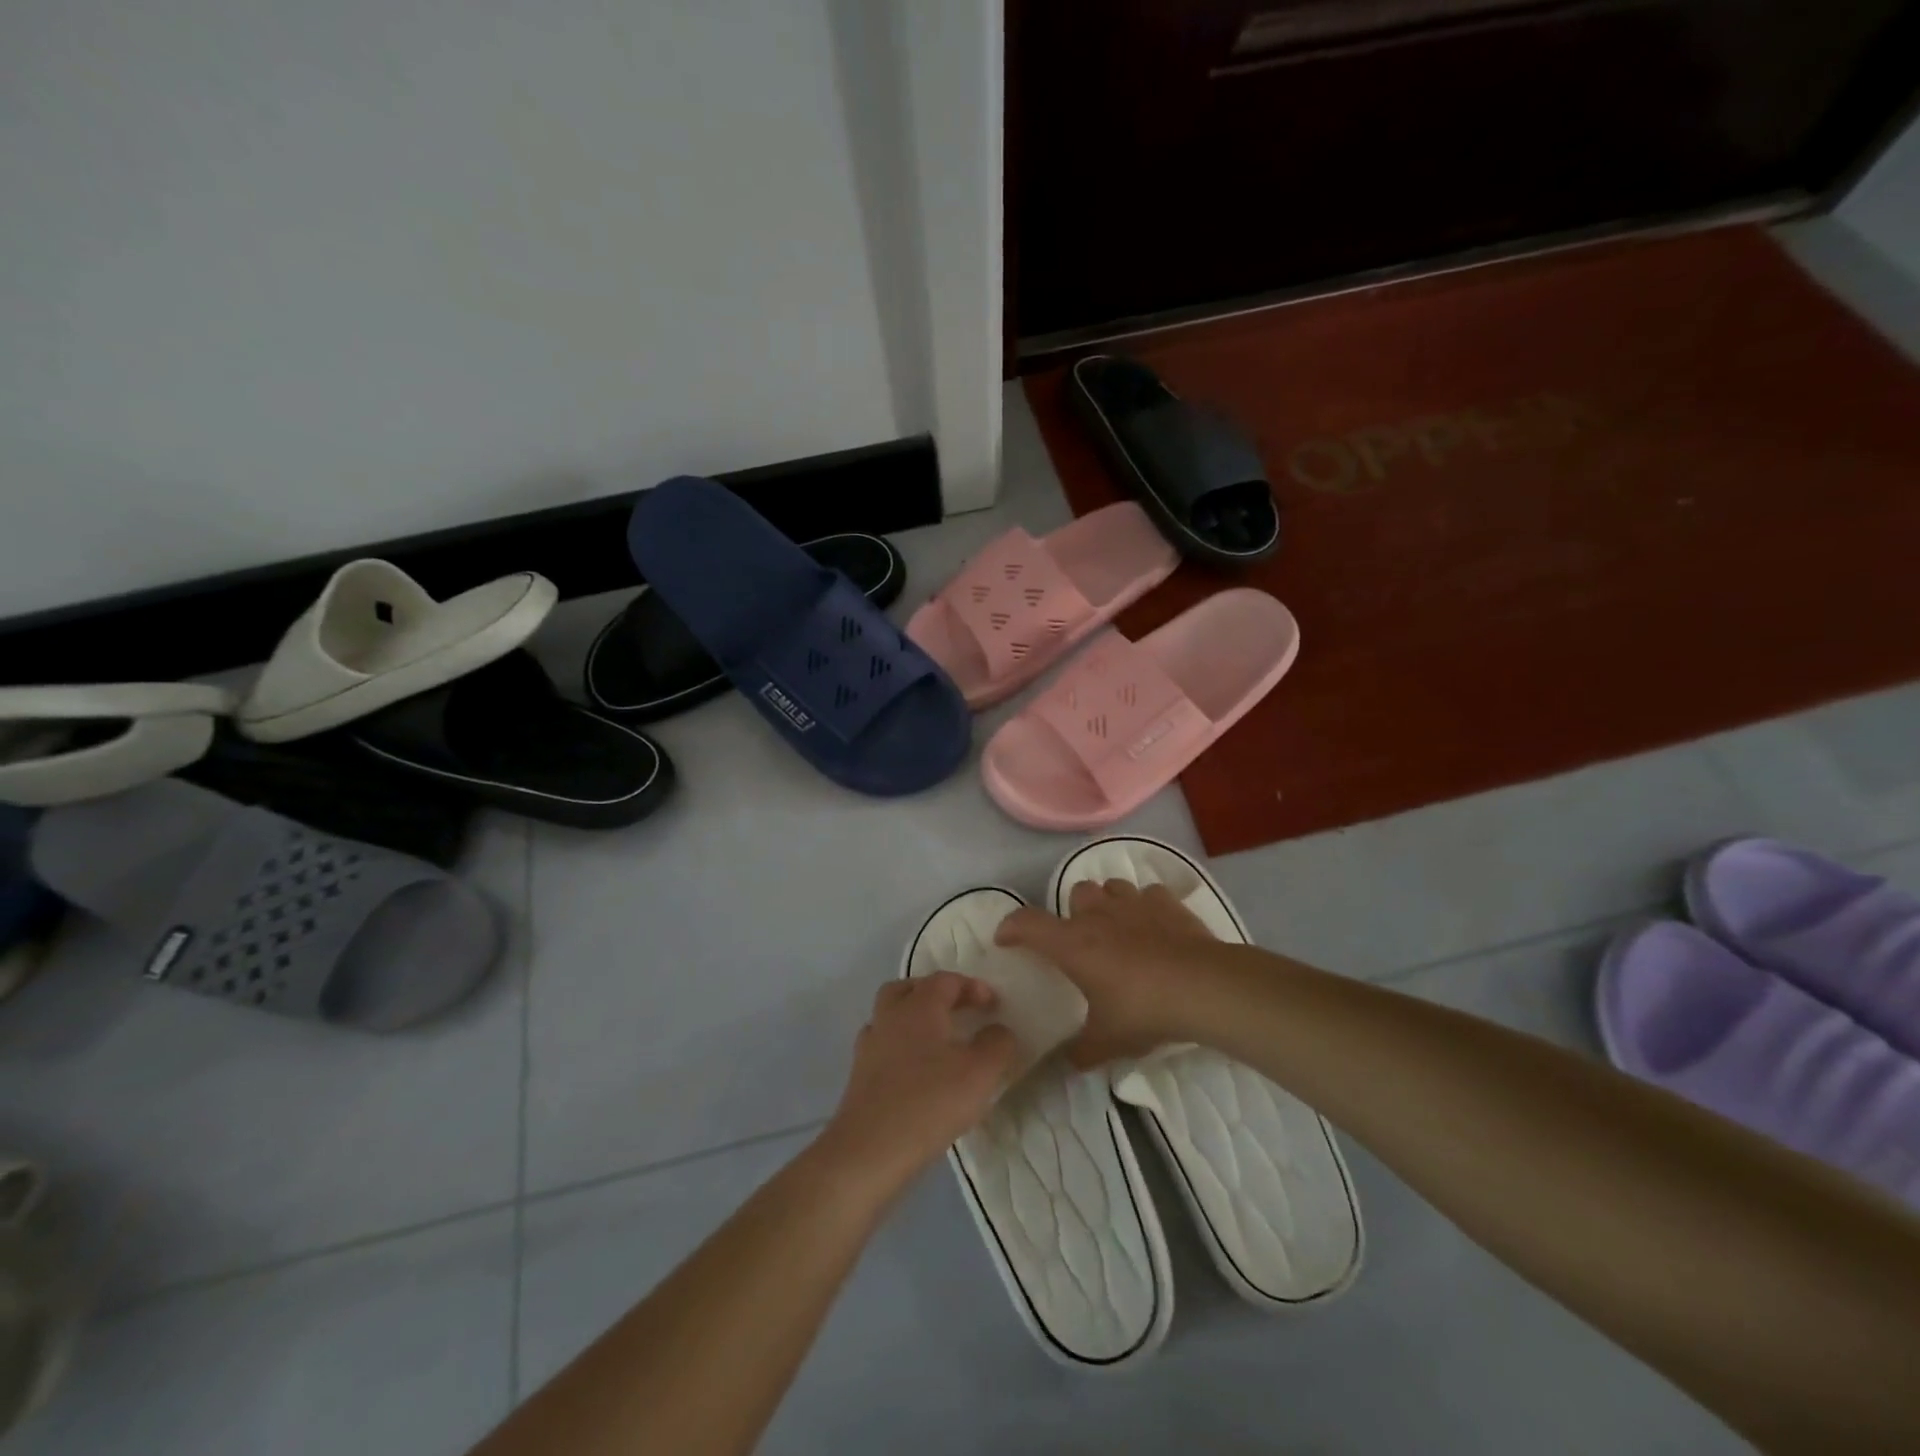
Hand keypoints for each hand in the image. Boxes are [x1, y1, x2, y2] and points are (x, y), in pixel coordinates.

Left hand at [818, 972, 1016, 1192]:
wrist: (870, 1150)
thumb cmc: (930, 1101)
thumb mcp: (980, 1072)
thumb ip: (997, 1044)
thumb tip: (999, 1030)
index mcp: (919, 1006)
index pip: (946, 980)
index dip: (972, 986)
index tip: (993, 1005)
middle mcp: (890, 1016)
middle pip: (908, 989)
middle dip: (934, 993)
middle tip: (957, 1011)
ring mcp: (870, 1046)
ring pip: (890, 1016)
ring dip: (913, 1020)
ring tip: (937, 1042)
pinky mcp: (859, 1076)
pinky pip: (882, 1047)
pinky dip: (900, 1049)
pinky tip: (915, 1072)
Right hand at [995, 879, 1221, 1065]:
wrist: (1203, 987)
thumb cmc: (1144, 1010)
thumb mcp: (1108, 1041)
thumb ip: (1083, 1050)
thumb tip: (1070, 1060)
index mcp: (1073, 944)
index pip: (1027, 923)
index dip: (1011, 927)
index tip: (1006, 939)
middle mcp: (1098, 915)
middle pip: (1075, 893)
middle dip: (1075, 912)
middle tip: (1083, 940)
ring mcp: (1133, 903)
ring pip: (1111, 888)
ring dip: (1109, 904)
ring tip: (1119, 929)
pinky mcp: (1166, 902)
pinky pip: (1148, 895)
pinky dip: (1147, 908)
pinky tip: (1155, 928)